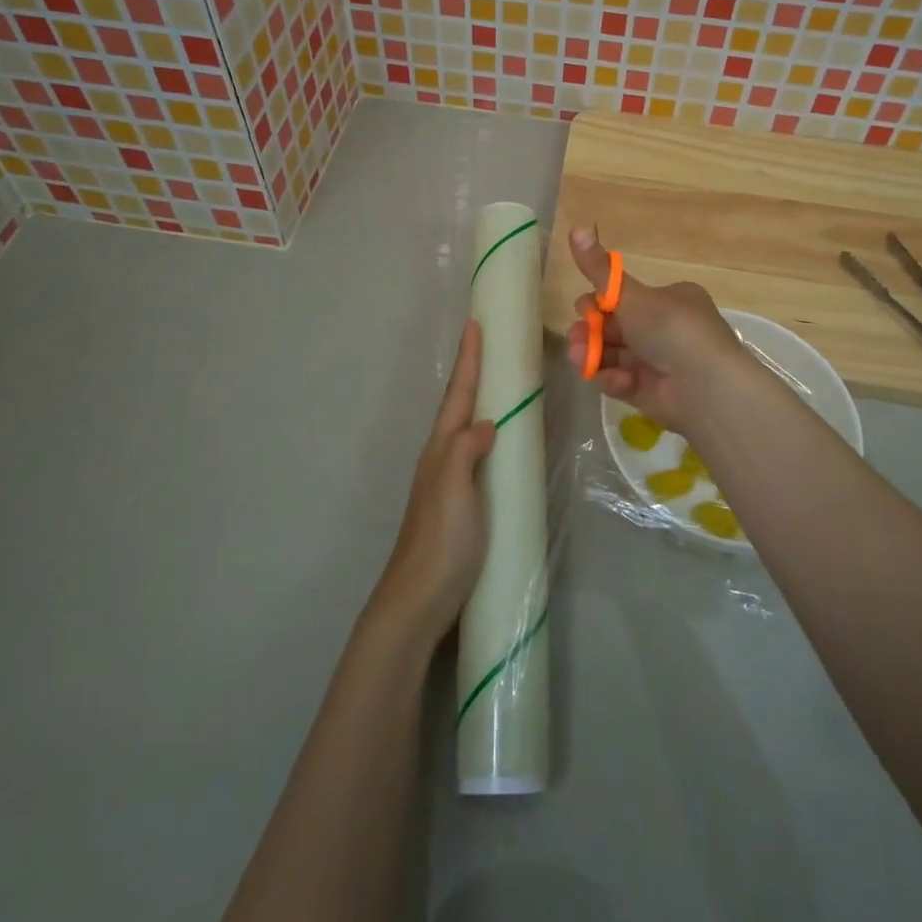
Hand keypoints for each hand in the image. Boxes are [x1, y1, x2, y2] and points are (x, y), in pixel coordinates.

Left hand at [370, 319, 495, 643]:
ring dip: (480, 399)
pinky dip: (489, 433)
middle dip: (473, 372)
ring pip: (466, 427)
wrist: (420, 597)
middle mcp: (443, 456)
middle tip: (489, 342)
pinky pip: (476, 452)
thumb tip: (488, 423)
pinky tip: (500, 440)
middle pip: (460, 404)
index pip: (459, 395)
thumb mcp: (454, 488)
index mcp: (442, 448)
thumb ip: (467, 449)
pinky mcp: (461, 500)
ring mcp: (450, 479)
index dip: (469, 360)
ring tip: (498, 380)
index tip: (474, 323)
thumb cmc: (441, 540)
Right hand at [564, 227, 748, 433]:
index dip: (600, 303)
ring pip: (616, 356)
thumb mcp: (630, 294)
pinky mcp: (655, 393)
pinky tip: (613, 379)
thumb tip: (576, 228)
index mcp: (671, 300)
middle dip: (591, 332)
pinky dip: (614, 379)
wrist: (706, 386)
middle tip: (575, 337)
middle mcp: (668, 329)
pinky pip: (625, 381)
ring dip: (594, 355)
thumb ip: (599, 269)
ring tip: (579, 359)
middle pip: (617, 328)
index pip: (627, 299)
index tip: (584, 309)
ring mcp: (661, 363)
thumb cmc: (671, 329)